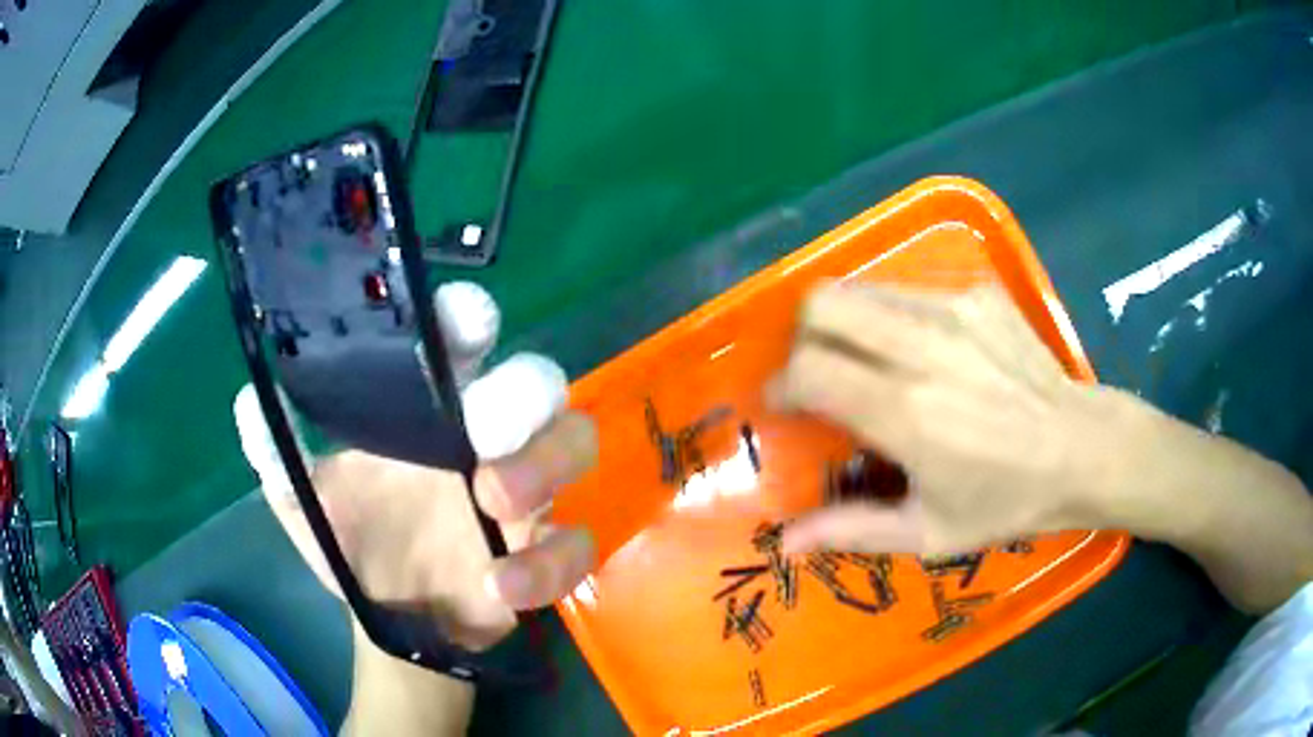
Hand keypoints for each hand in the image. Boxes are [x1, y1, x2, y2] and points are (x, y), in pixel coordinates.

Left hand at [233, 284, 596, 651]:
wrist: (392, 615)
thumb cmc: (350, 543)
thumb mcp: (300, 496)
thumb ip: (275, 449)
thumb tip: (249, 400)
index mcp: (427, 408)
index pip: (460, 338)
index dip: (468, 317)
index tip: (463, 323)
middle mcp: (483, 436)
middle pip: (538, 380)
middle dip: (521, 396)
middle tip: (481, 434)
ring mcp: (522, 493)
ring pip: (575, 443)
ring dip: (544, 467)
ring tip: (495, 503)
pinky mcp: (544, 549)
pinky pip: (575, 542)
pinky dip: (547, 564)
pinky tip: (499, 589)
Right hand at [775, 282, 1141, 555]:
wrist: (1084, 448)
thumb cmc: (1008, 501)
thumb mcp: (930, 533)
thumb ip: (852, 530)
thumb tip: (786, 542)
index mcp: (907, 412)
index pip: (809, 369)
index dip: (782, 384)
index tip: (784, 404)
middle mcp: (923, 346)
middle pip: (823, 303)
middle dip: (804, 336)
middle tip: (821, 373)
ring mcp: (955, 309)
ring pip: (863, 289)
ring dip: (848, 324)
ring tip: (871, 363)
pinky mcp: (978, 294)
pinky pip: (911, 293)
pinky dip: (897, 320)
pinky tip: (930, 355)